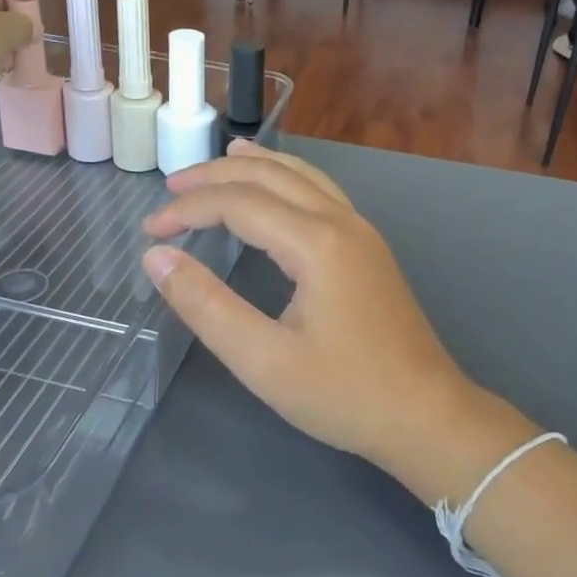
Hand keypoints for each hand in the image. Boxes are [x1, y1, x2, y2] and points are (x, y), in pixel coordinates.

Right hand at [142, 142, 533, 503]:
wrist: (426, 416)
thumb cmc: (344, 394)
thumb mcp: (263, 361)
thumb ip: (206, 306)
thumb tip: (157, 257)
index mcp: (316, 243)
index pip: (239, 203)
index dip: (189, 209)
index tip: (150, 230)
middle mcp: (342, 222)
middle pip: (270, 176)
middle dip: (216, 176)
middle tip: (170, 189)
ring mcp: (362, 232)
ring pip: (301, 176)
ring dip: (255, 167)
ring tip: (219, 161)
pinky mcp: (369, 249)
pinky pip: (321, 193)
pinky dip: (287, 178)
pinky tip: (277, 187)